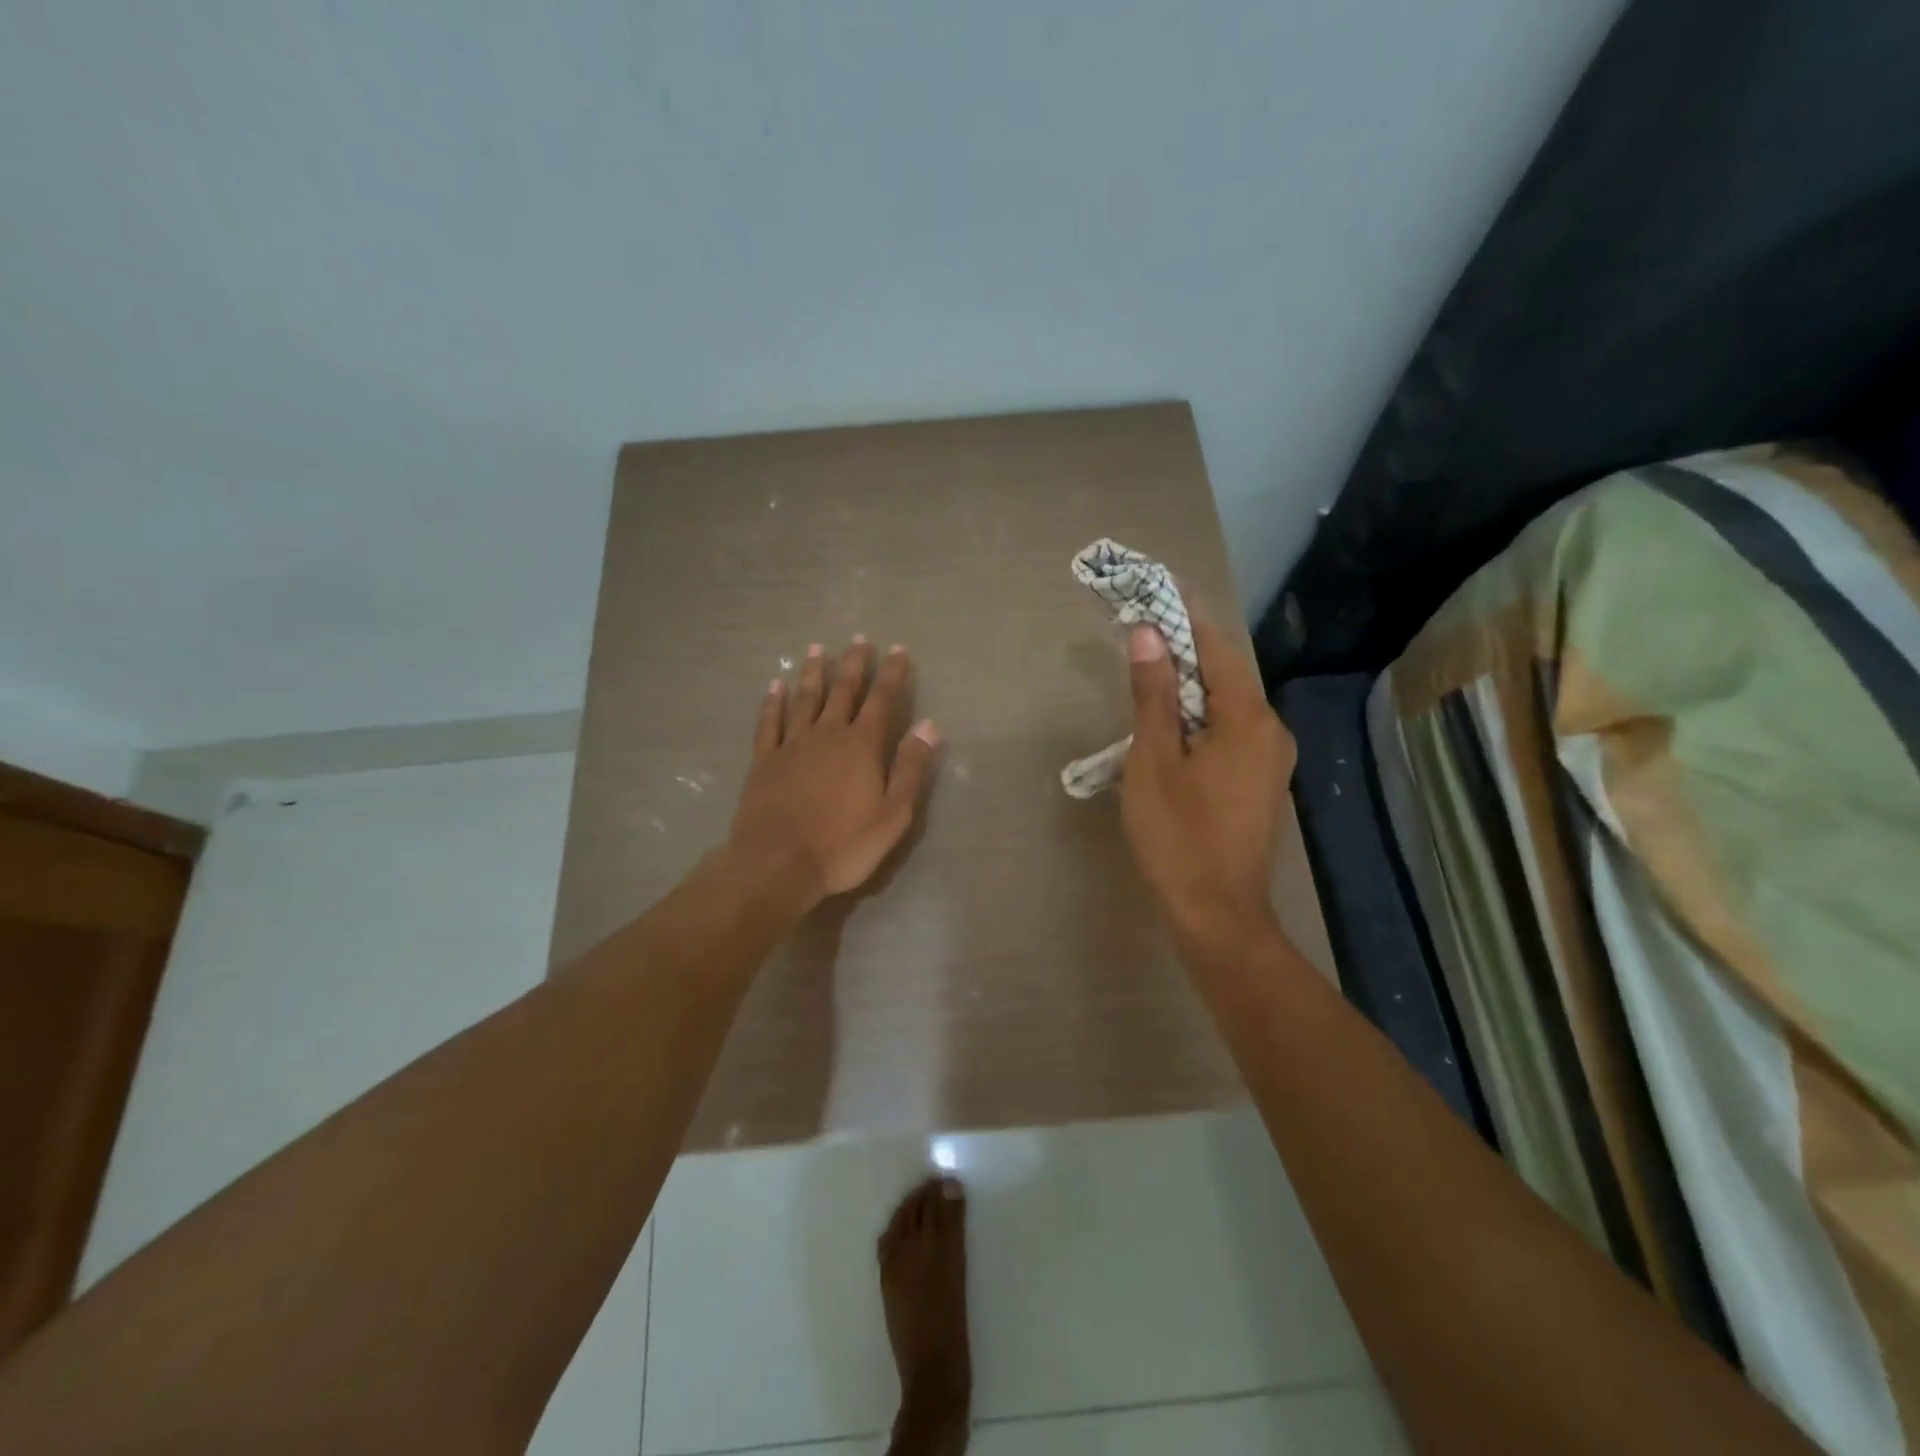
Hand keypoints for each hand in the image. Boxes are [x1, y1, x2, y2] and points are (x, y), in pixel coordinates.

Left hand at [729, 637, 939, 907]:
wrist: (777, 864)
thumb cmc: (843, 845)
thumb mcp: (893, 814)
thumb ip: (911, 768)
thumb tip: (929, 725)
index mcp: (862, 746)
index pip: (882, 700)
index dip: (892, 673)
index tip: (897, 649)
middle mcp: (827, 734)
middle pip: (843, 690)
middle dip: (854, 664)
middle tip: (858, 639)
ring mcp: (792, 745)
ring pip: (805, 699)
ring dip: (813, 673)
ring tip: (817, 649)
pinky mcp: (764, 760)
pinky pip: (769, 722)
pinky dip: (773, 702)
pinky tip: (775, 686)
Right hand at [1120, 611, 1296, 943]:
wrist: (1216, 914)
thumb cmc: (1177, 836)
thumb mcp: (1153, 761)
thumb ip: (1153, 695)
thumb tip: (1149, 634)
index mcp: (1248, 718)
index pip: (1216, 648)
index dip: (1184, 618)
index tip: (1155, 593)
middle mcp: (1271, 730)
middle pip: (1225, 675)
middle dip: (1183, 653)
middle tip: (1140, 637)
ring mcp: (1271, 760)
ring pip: (1227, 706)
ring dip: (1189, 690)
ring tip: (1146, 680)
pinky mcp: (1262, 783)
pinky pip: (1231, 733)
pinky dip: (1200, 721)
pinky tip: (1170, 731)